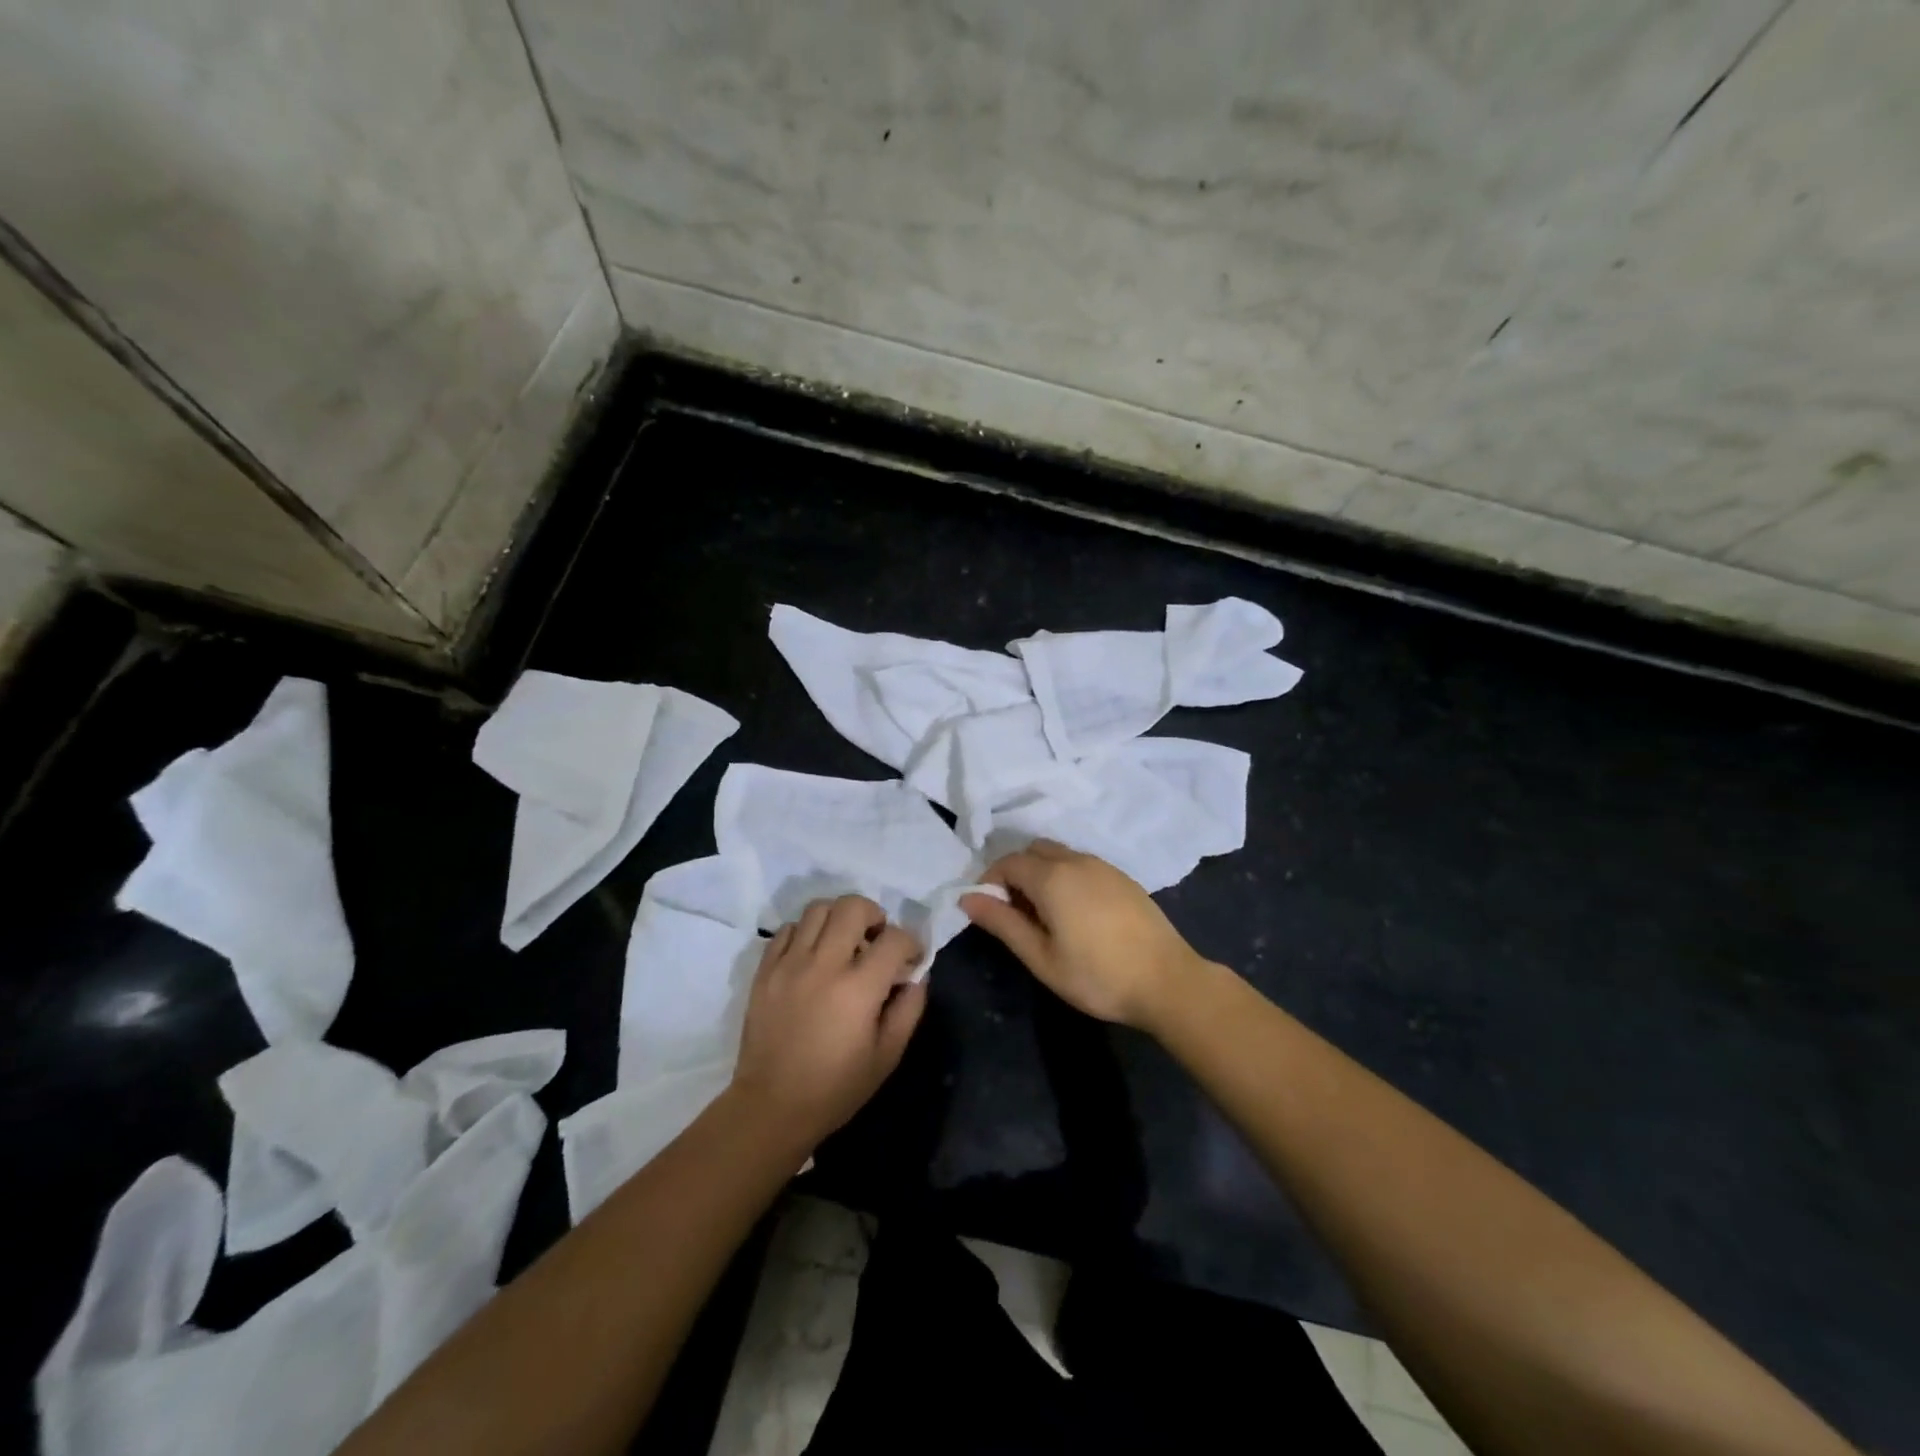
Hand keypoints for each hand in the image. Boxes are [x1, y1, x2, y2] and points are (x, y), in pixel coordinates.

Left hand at [730, 896, 927, 1147]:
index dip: (911, 943)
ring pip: (818, 909)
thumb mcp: (887, 1056)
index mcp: (858, 988)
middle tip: (876, 939)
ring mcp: (789, 964)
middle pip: (853, 906)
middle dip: (874, 915)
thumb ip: (908, 1009)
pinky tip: (812, 955)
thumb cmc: (836, 1088)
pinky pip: (786, 929)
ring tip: (843, 942)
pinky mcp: (765, 970)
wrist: (771, 1107)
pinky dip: (805, 932)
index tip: (910, 960)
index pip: (895, 938)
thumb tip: (916, 976)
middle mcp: (823, 965)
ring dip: (838, 918)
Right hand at [961, 841, 1206, 1030]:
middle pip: (1034, 851)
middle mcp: (1076, 861)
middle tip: (1017, 913)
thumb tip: (967, 898)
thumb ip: (1003, 923)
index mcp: (1052, 877)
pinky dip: (1067, 877)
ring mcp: (1103, 866)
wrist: (1167, 981)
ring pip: (1060, 855)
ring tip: (1046, 916)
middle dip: (1016, 873)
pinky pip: (1082, 864)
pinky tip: (1077, 913)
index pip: (1008, 862)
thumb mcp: (1042, 958)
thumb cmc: (1097, 976)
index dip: (990, 882)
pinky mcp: (1123, 877)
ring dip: (1042, 873)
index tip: (990, 911)